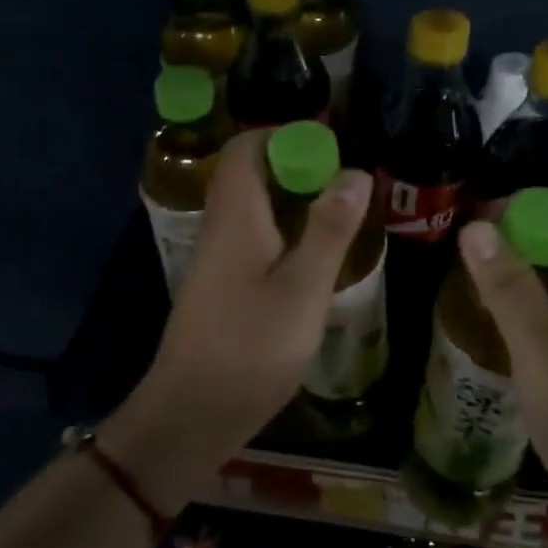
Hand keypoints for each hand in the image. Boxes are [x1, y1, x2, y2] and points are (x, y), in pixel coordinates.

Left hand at [121, 129, 372, 458]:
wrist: (193, 411)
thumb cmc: (252, 346)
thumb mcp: (304, 287)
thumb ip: (329, 229)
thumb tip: (354, 171)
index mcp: (235, 215)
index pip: (246, 148)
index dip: (285, 136)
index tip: (331, 149)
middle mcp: (219, 227)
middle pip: (249, 175)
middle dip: (296, 169)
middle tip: (345, 186)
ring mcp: (215, 259)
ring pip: (252, 209)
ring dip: (291, 203)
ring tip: (338, 217)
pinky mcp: (219, 286)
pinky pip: (251, 239)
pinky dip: (282, 234)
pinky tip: (312, 260)